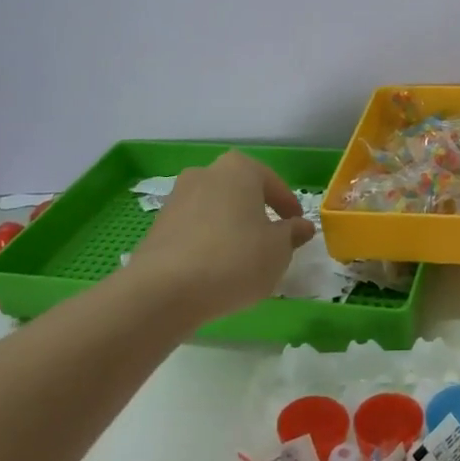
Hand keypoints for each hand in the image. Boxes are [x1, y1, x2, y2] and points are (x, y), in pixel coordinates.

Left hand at [127, 152, 314, 323]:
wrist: (164, 290)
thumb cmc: (235, 259)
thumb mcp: (278, 250)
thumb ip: (292, 234)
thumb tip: (301, 226)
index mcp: (239, 169)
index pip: (273, 184)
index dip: (289, 207)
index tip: (298, 227)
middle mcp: (206, 173)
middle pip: (241, 192)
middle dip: (256, 213)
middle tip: (271, 240)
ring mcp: (177, 198)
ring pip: (216, 210)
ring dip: (231, 227)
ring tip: (243, 258)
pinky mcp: (158, 225)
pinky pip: (194, 229)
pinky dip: (208, 242)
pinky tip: (215, 268)